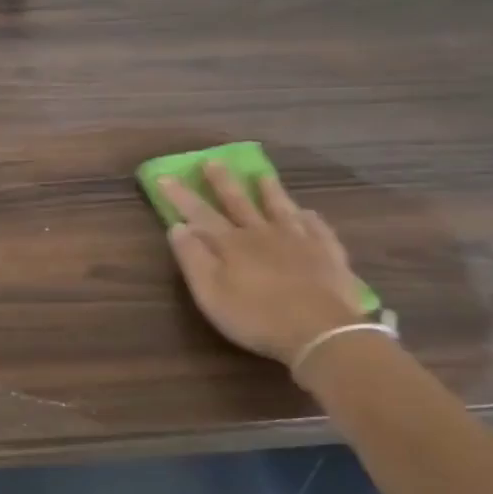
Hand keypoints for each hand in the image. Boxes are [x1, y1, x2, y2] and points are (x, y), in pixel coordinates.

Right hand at [161, 164, 367, 366]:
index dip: (181, 195)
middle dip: (222, 182)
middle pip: (239, 202)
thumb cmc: (256, 317)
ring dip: (269, 191)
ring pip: (280, 208)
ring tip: (262, 175)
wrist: (320, 332)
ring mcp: (299, 240)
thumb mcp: (211, 293)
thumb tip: (177, 226)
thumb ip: (193, 258)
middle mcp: (262, 233)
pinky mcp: (327, 253)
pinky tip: (308, 212)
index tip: (165, 176)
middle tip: (212, 161)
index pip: (199, 213)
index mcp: (231, 244)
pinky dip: (309, 217)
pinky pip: (317, 228)